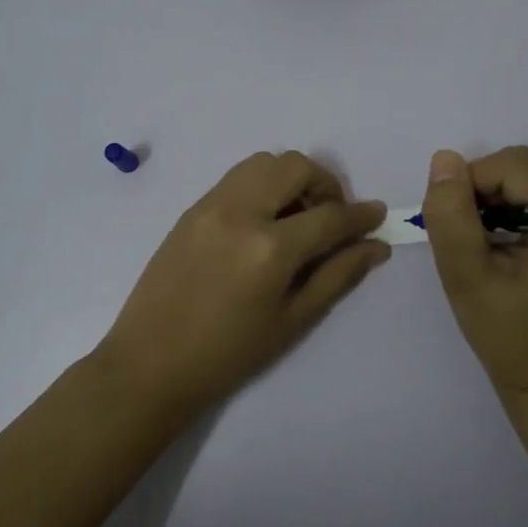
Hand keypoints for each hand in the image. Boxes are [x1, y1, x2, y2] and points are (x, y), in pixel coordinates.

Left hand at [101, 151, 389, 412]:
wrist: (150, 363)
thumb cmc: (228, 354)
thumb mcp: (293, 321)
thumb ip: (338, 275)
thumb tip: (375, 246)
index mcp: (269, 248)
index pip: (329, 216)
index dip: (360, 215)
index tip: (377, 215)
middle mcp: (240, 212)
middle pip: (295, 166)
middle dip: (325, 184)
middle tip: (330, 217)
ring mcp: (210, 205)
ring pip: (262, 162)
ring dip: (290, 179)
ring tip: (295, 217)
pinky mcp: (191, 209)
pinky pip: (237, 178)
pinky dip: (262, 186)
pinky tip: (263, 223)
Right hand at [420, 146, 527, 397]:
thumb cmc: (506, 335)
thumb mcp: (465, 277)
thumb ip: (451, 216)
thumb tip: (444, 160)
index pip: (513, 166)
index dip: (472, 184)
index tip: (454, 225)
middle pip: (524, 167)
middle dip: (484, 190)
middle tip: (468, 236)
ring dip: (496, 199)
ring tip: (484, 242)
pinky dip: (512, 208)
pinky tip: (503, 243)